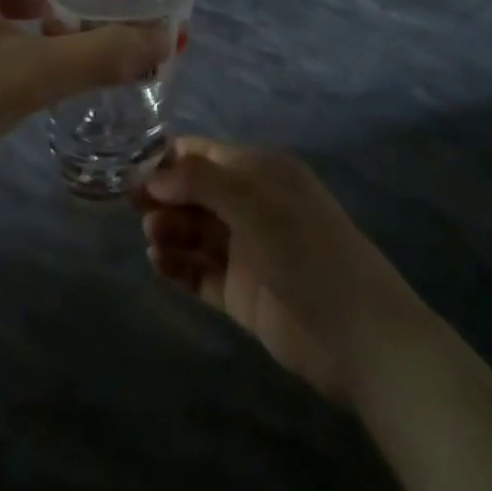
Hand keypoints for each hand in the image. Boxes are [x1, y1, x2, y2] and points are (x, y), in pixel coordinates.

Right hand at [140, 139, 431, 401]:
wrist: (361, 337)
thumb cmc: (307, 250)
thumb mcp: (254, 202)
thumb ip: (200, 181)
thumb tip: (153, 175)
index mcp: (259, 172)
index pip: (203, 153)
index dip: (167, 159)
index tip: (129, 169)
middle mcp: (251, 205)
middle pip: (194, 192)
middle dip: (163, 196)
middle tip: (133, 208)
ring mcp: (246, 251)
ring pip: (194, 232)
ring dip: (169, 230)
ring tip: (152, 240)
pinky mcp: (242, 294)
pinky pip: (201, 273)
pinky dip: (178, 267)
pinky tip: (158, 265)